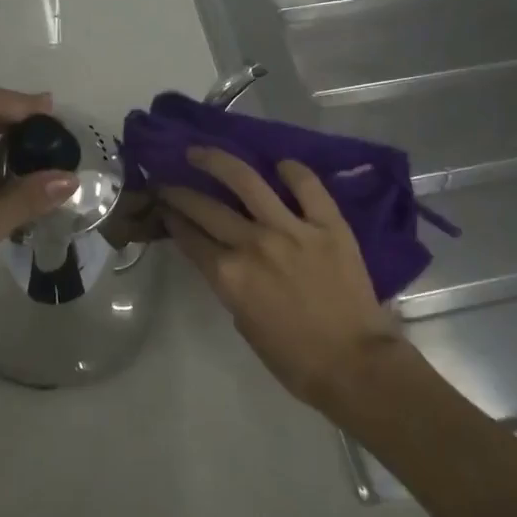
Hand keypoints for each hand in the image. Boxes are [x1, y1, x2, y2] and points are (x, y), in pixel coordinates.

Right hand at [159, 149, 400, 408]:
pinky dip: (291, 171)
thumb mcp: (243, 322)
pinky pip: (307, 186)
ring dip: (218, 161)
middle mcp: (253, 244)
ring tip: (202, 151)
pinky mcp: (328, 224)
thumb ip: (230, 283)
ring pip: (247, 181)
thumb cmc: (293, 358)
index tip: (162, 205)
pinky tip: (279, 164)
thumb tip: (224, 257)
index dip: (171, 218)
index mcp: (229, 276)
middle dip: (179, 191)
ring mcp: (292, 229)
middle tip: (167, 178)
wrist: (354, 365)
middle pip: (205, 207)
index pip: (190, 237)